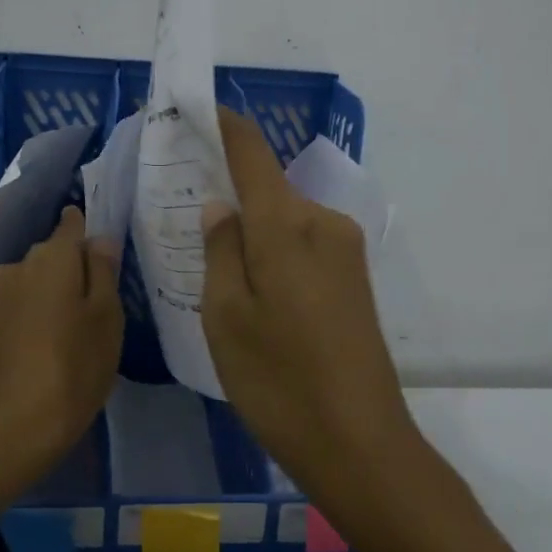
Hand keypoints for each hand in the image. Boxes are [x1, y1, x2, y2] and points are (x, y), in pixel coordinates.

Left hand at [0, 206, 123, 511]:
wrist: (10, 431)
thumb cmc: (73, 369)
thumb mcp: (107, 318)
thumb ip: (104, 271)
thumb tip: (100, 239)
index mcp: (51, 256)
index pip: (72, 223)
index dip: (91, 233)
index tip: (109, 258)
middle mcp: (17, 266)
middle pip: (54, 255)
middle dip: (75, 271)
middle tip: (100, 308)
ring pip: (35, 283)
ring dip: (54, 297)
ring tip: (75, 334)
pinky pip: (20, 308)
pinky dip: (36, 318)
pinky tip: (49, 349)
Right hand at [200, 108, 415, 493]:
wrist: (361, 443)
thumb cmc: (279, 381)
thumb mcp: (226, 317)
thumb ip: (221, 250)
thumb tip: (222, 206)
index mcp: (286, 224)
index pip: (252, 153)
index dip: (225, 125)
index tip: (197, 107)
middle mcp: (323, 223)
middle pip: (269, 189)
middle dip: (232, 194)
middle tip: (191, 220)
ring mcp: (346, 251)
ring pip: (285, 220)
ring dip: (254, 230)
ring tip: (219, 269)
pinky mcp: (355, 278)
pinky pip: (303, 244)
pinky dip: (275, 252)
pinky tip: (258, 292)